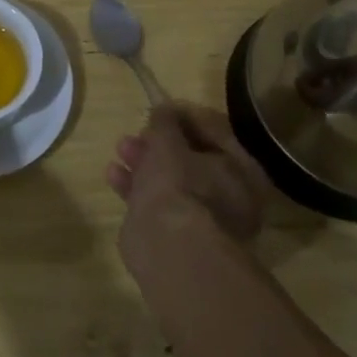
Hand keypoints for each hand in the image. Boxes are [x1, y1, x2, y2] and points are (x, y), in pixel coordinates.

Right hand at [106, 103, 270, 259]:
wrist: (169, 248)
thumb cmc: (178, 185)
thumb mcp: (168, 142)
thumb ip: (165, 122)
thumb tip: (164, 110)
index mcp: (243, 171)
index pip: (217, 131)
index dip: (187, 116)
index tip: (160, 108)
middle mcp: (231, 196)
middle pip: (192, 158)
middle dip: (160, 142)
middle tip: (139, 131)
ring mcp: (204, 219)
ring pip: (172, 181)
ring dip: (145, 161)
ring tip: (121, 149)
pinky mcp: (177, 236)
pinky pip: (157, 203)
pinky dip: (136, 187)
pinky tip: (113, 175)